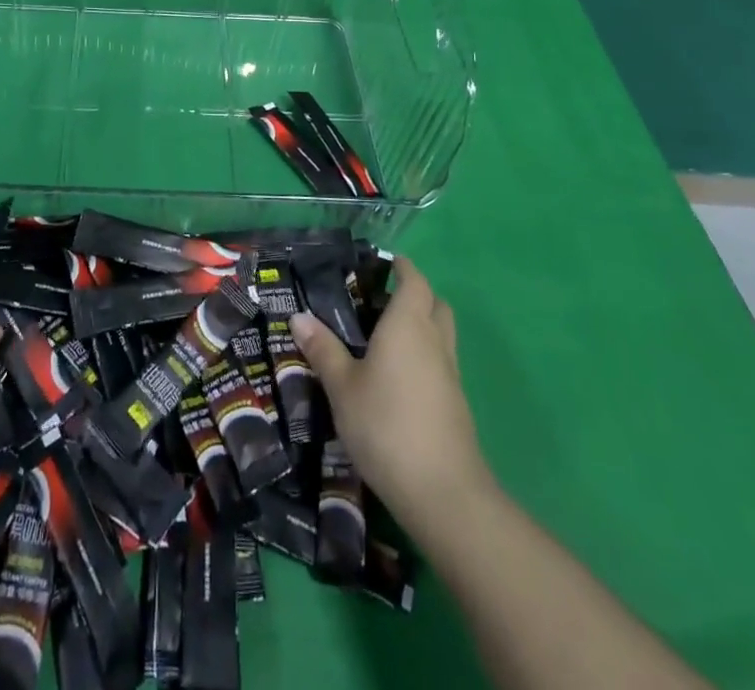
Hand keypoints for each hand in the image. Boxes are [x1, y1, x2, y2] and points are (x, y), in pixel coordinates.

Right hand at [292, 257, 492, 535]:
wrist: (442, 492)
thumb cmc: (385, 424)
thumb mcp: (342, 386)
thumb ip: (323, 350)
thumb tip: (299, 316)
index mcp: (408, 325)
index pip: (414, 281)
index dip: (403, 268)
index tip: (385, 262)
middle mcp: (434, 341)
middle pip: (435, 304)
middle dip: (415, 294)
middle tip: (381, 299)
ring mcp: (449, 375)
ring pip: (441, 334)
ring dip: (422, 326)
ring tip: (384, 337)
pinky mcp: (455, 405)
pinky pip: (441, 363)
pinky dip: (424, 357)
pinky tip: (396, 377)